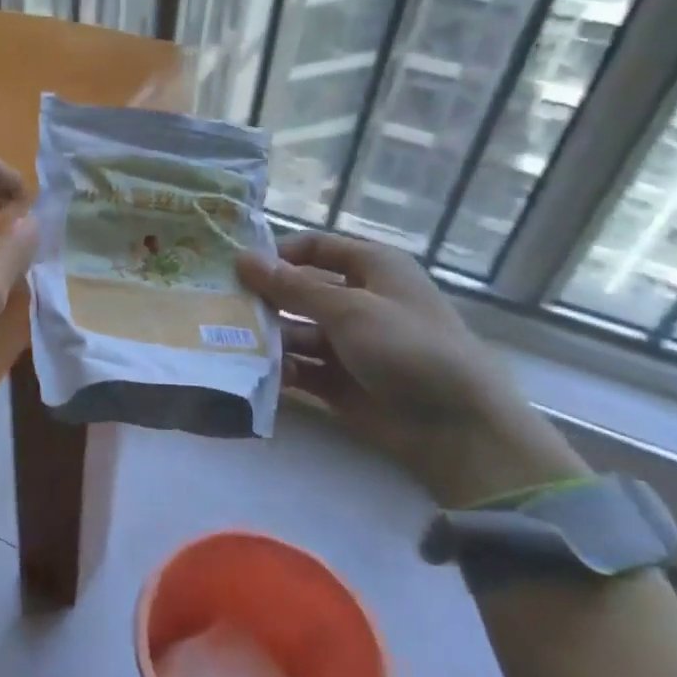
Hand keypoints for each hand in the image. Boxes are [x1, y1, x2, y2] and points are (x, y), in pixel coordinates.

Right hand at [237, 232, 587, 506]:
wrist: (457, 428)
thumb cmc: (408, 348)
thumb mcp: (350, 309)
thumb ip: (292, 286)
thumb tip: (242, 258)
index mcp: (373, 269)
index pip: (315, 248)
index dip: (278, 255)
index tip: (236, 268)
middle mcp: (359, 301)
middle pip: (299, 291)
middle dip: (264, 299)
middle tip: (220, 307)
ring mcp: (349, 344)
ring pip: (295, 331)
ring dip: (268, 337)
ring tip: (232, 343)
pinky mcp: (339, 381)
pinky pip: (300, 367)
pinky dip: (281, 369)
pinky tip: (258, 373)